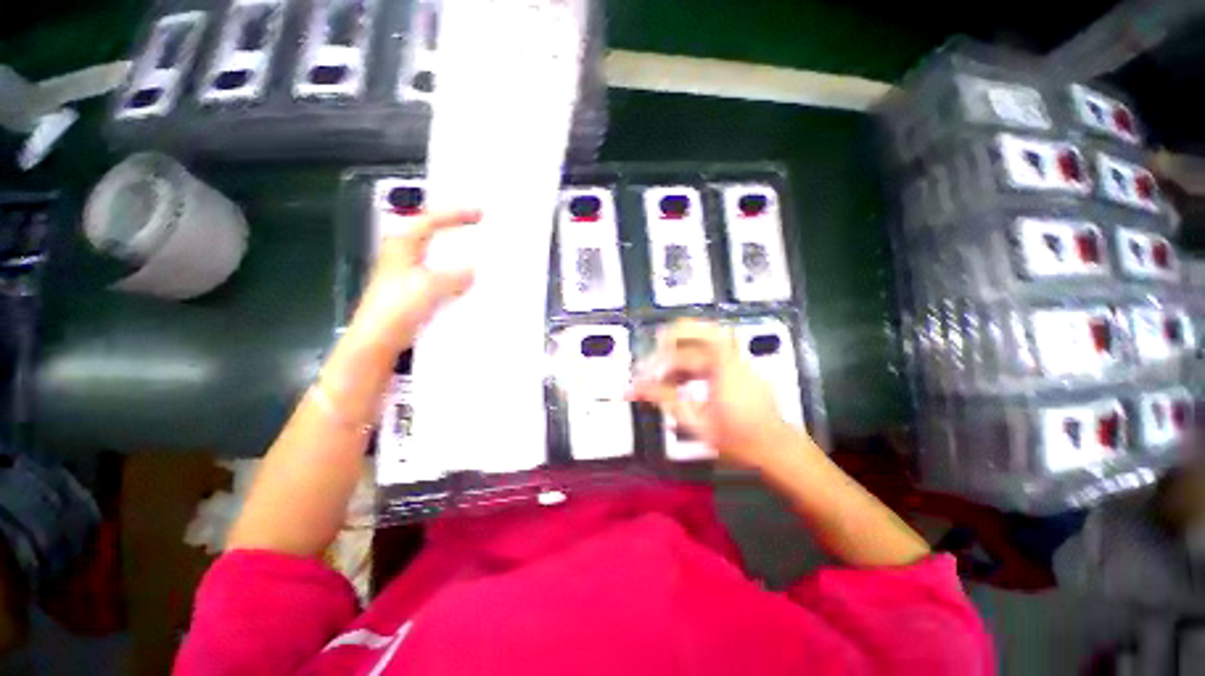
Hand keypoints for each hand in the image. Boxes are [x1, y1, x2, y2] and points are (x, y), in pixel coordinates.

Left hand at [350, 209, 480, 353]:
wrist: (378, 338)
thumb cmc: (397, 307)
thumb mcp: (429, 286)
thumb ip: (454, 276)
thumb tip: (472, 271)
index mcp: (402, 245)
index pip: (429, 220)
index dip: (454, 214)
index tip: (478, 215)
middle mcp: (403, 255)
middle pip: (432, 235)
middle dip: (455, 231)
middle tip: (477, 230)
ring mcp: (407, 274)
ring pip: (436, 257)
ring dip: (456, 256)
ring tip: (477, 256)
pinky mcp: (412, 292)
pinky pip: (439, 276)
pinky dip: (454, 276)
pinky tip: (466, 284)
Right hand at [630, 319, 807, 469]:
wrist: (776, 449)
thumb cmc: (737, 439)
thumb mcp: (695, 422)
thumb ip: (664, 399)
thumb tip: (636, 389)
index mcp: (722, 367)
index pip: (681, 356)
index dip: (657, 364)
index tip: (641, 377)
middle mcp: (732, 357)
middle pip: (700, 329)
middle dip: (674, 334)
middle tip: (655, 346)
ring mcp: (738, 361)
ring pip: (707, 338)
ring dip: (684, 346)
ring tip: (667, 364)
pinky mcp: (739, 368)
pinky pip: (714, 352)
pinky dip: (695, 358)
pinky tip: (684, 377)